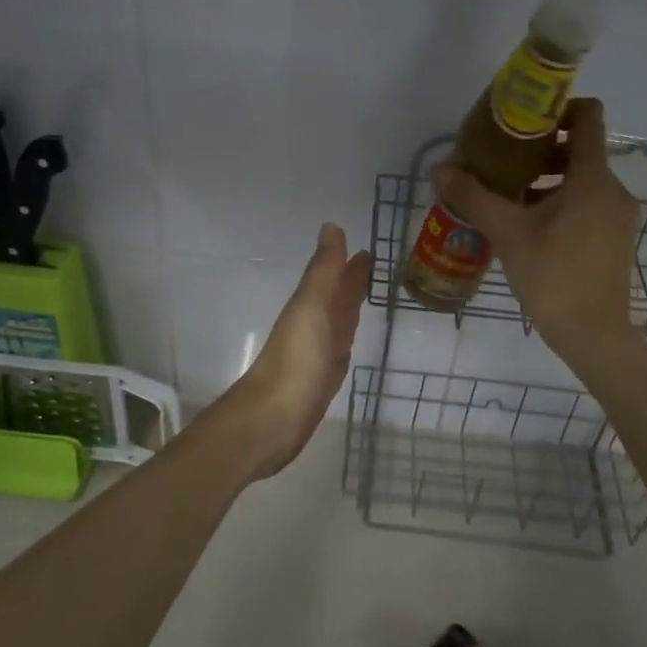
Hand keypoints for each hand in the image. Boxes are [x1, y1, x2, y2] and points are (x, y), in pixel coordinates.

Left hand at [220, 223, 372, 480]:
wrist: (273, 420)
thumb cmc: (296, 361)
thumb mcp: (312, 307)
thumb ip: (323, 270)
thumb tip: (331, 226)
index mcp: (310, 305)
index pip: (333, 277)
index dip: (348, 263)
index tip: (369, 248)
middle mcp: (313, 325)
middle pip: (335, 297)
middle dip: (351, 281)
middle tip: (374, 264)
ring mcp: (317, 354)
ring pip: (338, 322)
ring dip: (350, 307)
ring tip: (368, 295)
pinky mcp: (322, 381)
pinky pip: (339, 351)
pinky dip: (346, 339)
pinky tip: (349, 341)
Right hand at [432, 98, 640, 359]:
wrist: (593, 334)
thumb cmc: (553, 276)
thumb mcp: (507, 233)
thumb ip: (474, 197)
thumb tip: (441, 168)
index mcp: (592, 178)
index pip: (589, 117)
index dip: (559, 107)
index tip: (523, 118)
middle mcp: (612, 189)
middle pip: (580, 149)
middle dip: (541, 149)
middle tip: (501, 161)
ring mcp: (617, 214)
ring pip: (581, 178)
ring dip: (546, 178)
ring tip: (508, 195)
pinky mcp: (613, 237)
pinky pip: (586, 202)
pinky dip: (559, 201)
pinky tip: (527, 224)